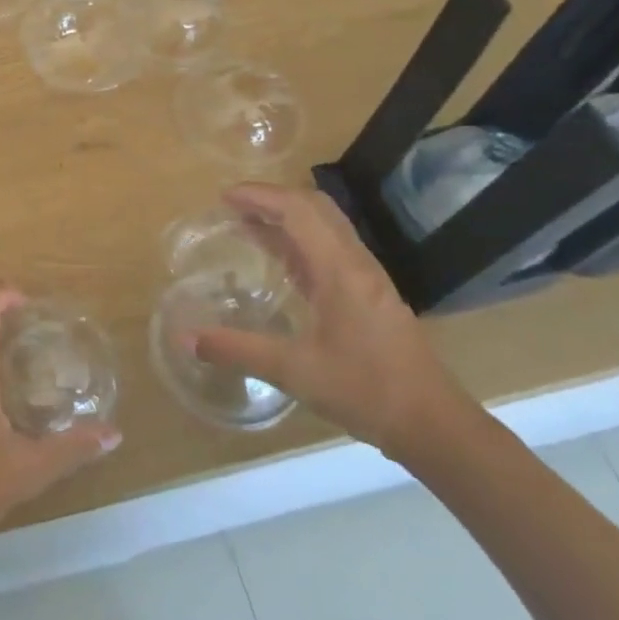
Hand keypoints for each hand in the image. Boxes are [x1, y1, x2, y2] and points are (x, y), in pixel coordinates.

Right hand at [190, 184, 471, 457]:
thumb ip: (238, 350)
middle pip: (314, 207)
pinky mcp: (369, 294)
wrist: (433, 424)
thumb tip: (185, 338)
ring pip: (324, 226)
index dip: (259, 196)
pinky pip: (329, 249)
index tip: (222, 197)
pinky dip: (299, 240)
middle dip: (271, 198)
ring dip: (286, 217)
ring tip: (247, 224)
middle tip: (232, 206)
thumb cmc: (366, 391)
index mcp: (340, 269)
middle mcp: (355, 262)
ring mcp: (365, 277)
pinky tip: (279, 261)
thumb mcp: (294, 371)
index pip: (297, 210)